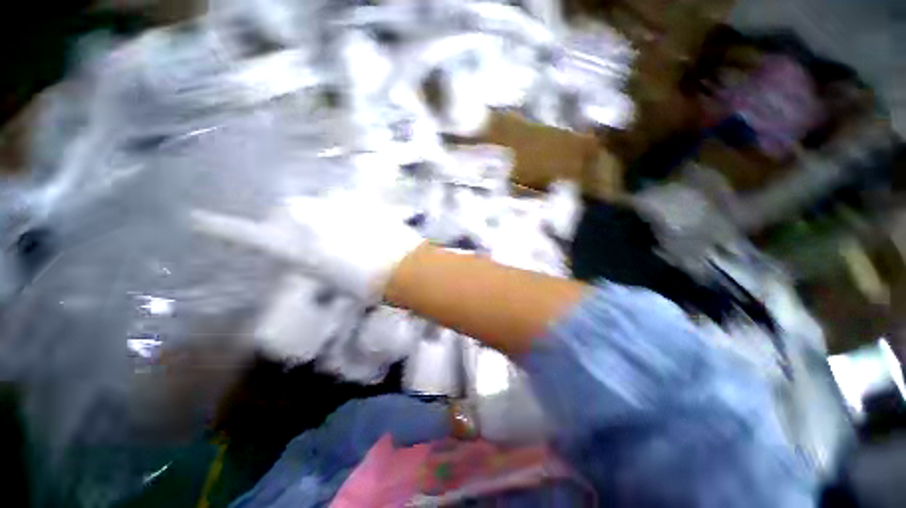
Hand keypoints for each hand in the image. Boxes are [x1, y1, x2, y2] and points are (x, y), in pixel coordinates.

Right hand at [191, 192, 424, 302]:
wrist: (403, 267)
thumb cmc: (366, 284)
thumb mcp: (330, 278)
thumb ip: (312, 259)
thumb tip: (310, 248)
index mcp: (295, 247)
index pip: (248, 236)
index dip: (222, 228)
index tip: (195, 219)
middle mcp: (307, 219)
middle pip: (290, 211)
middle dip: (299, 222)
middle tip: (322, 238)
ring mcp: (334, 204)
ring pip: (320, 204)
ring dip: (328, 216)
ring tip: (351, 234)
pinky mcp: (359, 198)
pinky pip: (346, 202)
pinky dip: (350, 212)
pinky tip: (365, 226)